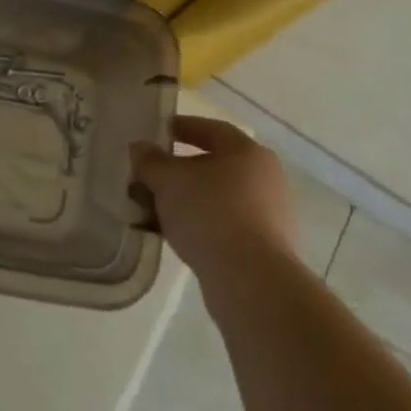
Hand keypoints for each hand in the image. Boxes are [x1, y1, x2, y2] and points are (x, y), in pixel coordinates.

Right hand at [131, 116, 296, 279]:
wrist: (252, 282)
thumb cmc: (210, 213)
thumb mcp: (168, 181)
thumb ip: (151, 161)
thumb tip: (140, 148)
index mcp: (247, 152)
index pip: (212, 129)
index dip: (183, 128)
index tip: (160, 132)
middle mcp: (265, 179)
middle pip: (216, 165)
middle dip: (182, 171)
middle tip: (153, 176)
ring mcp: (270, 216)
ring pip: (219, 198)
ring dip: (189, 201)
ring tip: (157, 211)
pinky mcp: (266, 250)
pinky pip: (227, 227)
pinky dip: (202, 226)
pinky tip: (178, 237)